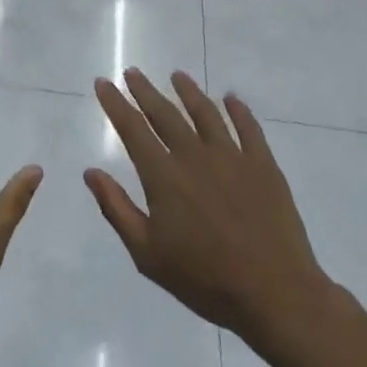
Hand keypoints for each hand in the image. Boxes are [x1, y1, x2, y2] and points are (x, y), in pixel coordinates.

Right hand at [86, 70, 340, 354]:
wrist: (275, 294)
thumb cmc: (204, 279)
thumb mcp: (147, 254)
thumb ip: (117, 209)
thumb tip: (91, 172)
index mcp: (164, 176)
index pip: (133, 129)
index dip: (116, 104)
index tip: (103, 82)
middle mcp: (194, 156)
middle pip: (165, 114)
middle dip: (145, 91)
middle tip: (133, 72)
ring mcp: (232, 157)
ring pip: (206, 113)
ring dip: (189, 92)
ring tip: (177, 76)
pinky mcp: (263, 166)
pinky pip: (249, 128)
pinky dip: (238, 110)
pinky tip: (230, 99)